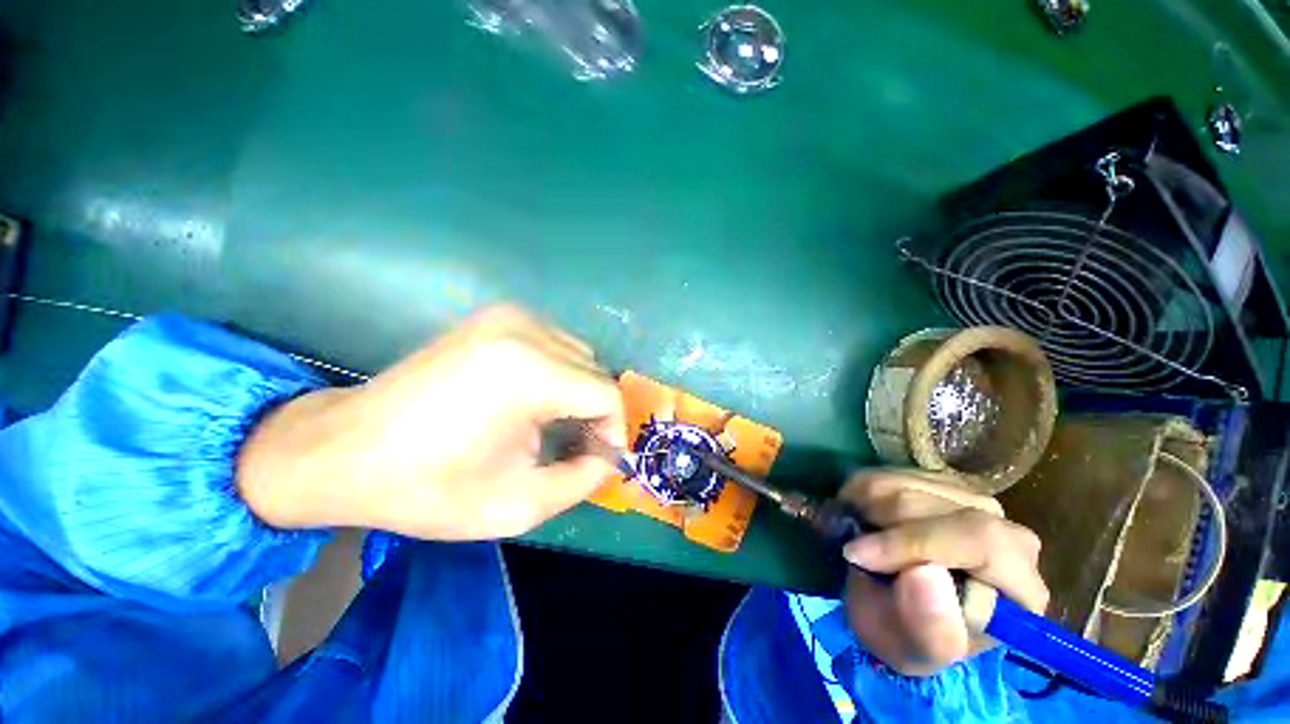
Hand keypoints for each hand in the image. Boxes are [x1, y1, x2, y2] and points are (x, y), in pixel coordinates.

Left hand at [237, 305, 626, 539]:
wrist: (342, 450)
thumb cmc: (427, 487)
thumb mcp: (517, 504)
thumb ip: (583, 480)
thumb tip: (610, 456)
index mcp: (529, 373)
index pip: (607, 394)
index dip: (613, 430)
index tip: (599, 459)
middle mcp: (524, 331)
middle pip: (594, 372)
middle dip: (594, 413)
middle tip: (575, 448)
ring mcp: (508, 317)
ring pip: (578, 356)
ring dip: (577, 393)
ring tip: (551, 427)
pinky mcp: (496, 317)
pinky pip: (554, 345)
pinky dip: (558, 373)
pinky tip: (532, 400)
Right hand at [837, 472, 1048, 676]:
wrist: (895, 608)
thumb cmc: (908, 635)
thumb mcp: (912, 649)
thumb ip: (929, 626)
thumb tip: (924, 573)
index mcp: (1020, 586)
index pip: (979, 540)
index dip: (912, 542)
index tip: (858, 555)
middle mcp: (1006, 533)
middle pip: (934, 506)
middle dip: (880, 526)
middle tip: (851, 551)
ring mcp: (973, 501)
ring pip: (905, 483)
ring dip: (866, 509)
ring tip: (856, 538)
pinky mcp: (939, 483)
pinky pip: (887, 472)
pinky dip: (861, 493)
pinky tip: (861, 520)